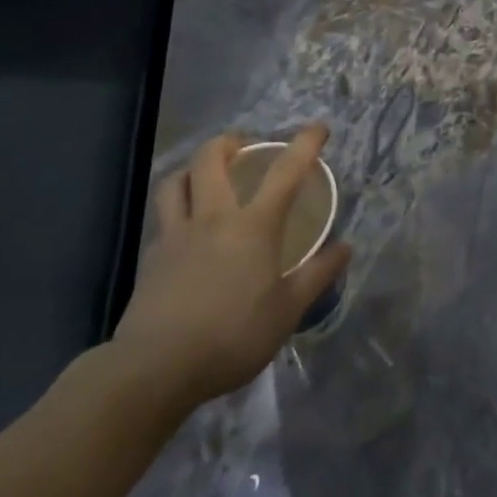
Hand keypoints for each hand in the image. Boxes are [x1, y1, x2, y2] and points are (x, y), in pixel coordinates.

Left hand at [109, 127, 351, 411]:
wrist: (155, 369)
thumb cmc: (233, 336)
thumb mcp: (288, 310)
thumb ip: (318, 274)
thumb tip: (346, 247)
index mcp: (253, 226)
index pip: (286, 172)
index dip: (305, 144)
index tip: (318, 127)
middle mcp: (213, 218)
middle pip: (211, 160)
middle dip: (229, 142)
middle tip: (244, 147)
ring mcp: (176, 235)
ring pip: (176, 181)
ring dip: (193, 168)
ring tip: (207, 175)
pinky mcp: (150, 258)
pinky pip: (162, 216)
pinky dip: (176, 206)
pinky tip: (186, 225)